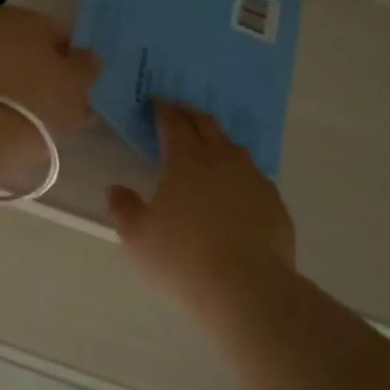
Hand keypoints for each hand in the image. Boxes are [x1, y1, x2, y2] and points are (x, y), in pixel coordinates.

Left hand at [0, 5, 100, 139]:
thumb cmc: (35, 103)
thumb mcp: (76, 86)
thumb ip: (86, 66)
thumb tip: (87, 56)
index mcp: (24, 17)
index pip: (59, 35)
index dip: (73, 63)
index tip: (78, 91)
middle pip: (26, 51)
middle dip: (42, 75)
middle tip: (56, 108)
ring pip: (0, 69)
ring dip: (15, 89)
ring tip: (30, 124)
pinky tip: (2, 127)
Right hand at [108, 102, 296, 313]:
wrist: (247, 287)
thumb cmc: (183, 258)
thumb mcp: (139, 237)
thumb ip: (124, 208)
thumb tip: (115, 189)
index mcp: (186, 159)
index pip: (173, 122)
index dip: (162, 109)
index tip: (155, 103)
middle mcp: (222, 158)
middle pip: (206, 124)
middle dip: (190, 114)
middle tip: (179, 111)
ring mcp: (253, 178)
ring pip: (234, 148)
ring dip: (217, 141)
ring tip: (208, 147)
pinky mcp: (274, 201)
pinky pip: (253, 177)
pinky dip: (239, 174)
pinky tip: (235, 190)